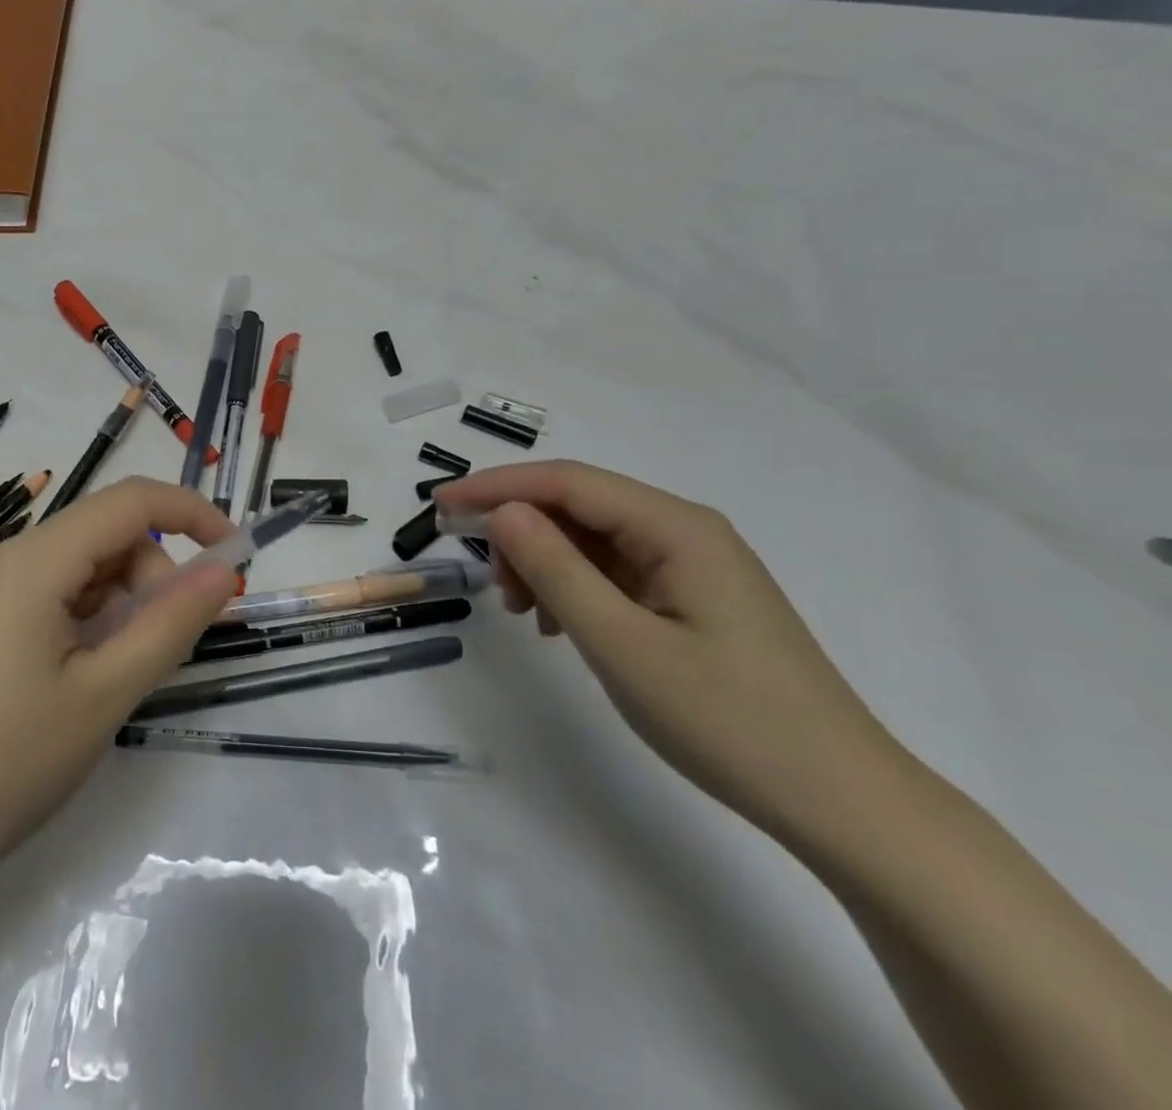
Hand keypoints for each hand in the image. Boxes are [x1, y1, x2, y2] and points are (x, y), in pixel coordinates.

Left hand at [0, 477, 237, 920]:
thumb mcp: (102, 697)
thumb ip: (170, 625)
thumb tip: (224, 570)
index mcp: (34, 560)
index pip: (132, 500)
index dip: (193, 513)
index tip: (236, 558)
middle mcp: (6, 558)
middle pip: (106, 536)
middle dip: (153, 577)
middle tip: (162, 651)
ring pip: (80, 570)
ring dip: (120, 607)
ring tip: (113, 681)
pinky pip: (50, 599)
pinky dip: (86, 624)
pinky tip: (79, 684)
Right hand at [434, 460, 904, 846]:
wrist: (842, 803)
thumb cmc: (728, 720)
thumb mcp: (621, 644)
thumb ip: (555, 570)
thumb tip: (503, 513)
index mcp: (676, 527)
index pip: (567, 482)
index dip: (498, 486)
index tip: (442, 505)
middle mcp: (686, 531)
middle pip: (581, 506)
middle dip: (522, 532)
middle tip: (487, 582)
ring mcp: (694, 566)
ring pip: (595, 540)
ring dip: (545, 563)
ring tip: (522, 613)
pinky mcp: (695, 599)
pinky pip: (617, 573)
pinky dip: (575, 588)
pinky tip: (558, 625)